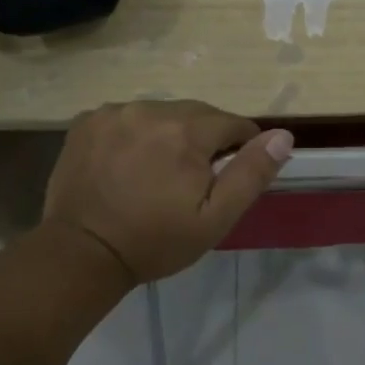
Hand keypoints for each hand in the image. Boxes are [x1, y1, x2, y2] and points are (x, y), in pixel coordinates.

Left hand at [42, 101, 293, 283]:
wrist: (81, 254)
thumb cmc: (155, 240)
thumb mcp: (215, 218)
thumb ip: (251, 174)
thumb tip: (283, 136)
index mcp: (185, 130)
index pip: (233, 124)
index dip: (239, 148)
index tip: (225, 176)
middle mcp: (150, 109)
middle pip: (197, 114)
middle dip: (203, 140)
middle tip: (191, 180)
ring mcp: (114, 112)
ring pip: (161, 113)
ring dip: (168, 134)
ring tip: (157, 172)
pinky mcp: (87, 121)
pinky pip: (127, 117)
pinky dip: (135, 134)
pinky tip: (127, 163)